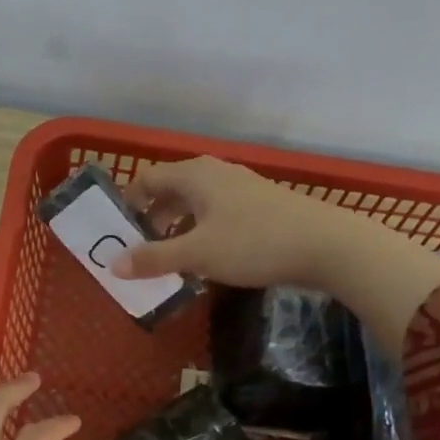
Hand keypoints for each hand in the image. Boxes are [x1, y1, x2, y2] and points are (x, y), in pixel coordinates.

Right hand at [110, 155, 358, 288]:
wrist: (326, 245)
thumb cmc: (253, 243)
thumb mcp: (197, 254)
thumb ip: (153, 258)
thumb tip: (113, 266)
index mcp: (194, 175)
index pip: (147, 179)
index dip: (128, 203)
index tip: (117, 233)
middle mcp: (215, 173)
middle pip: (170, 191)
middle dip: (152, 220)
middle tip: (140, 251)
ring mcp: (241, 188)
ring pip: (195, 205)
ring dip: (178, 229)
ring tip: (170, 260)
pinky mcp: (260, 206)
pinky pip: (217, 215)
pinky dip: (202, 233)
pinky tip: (207, 260)